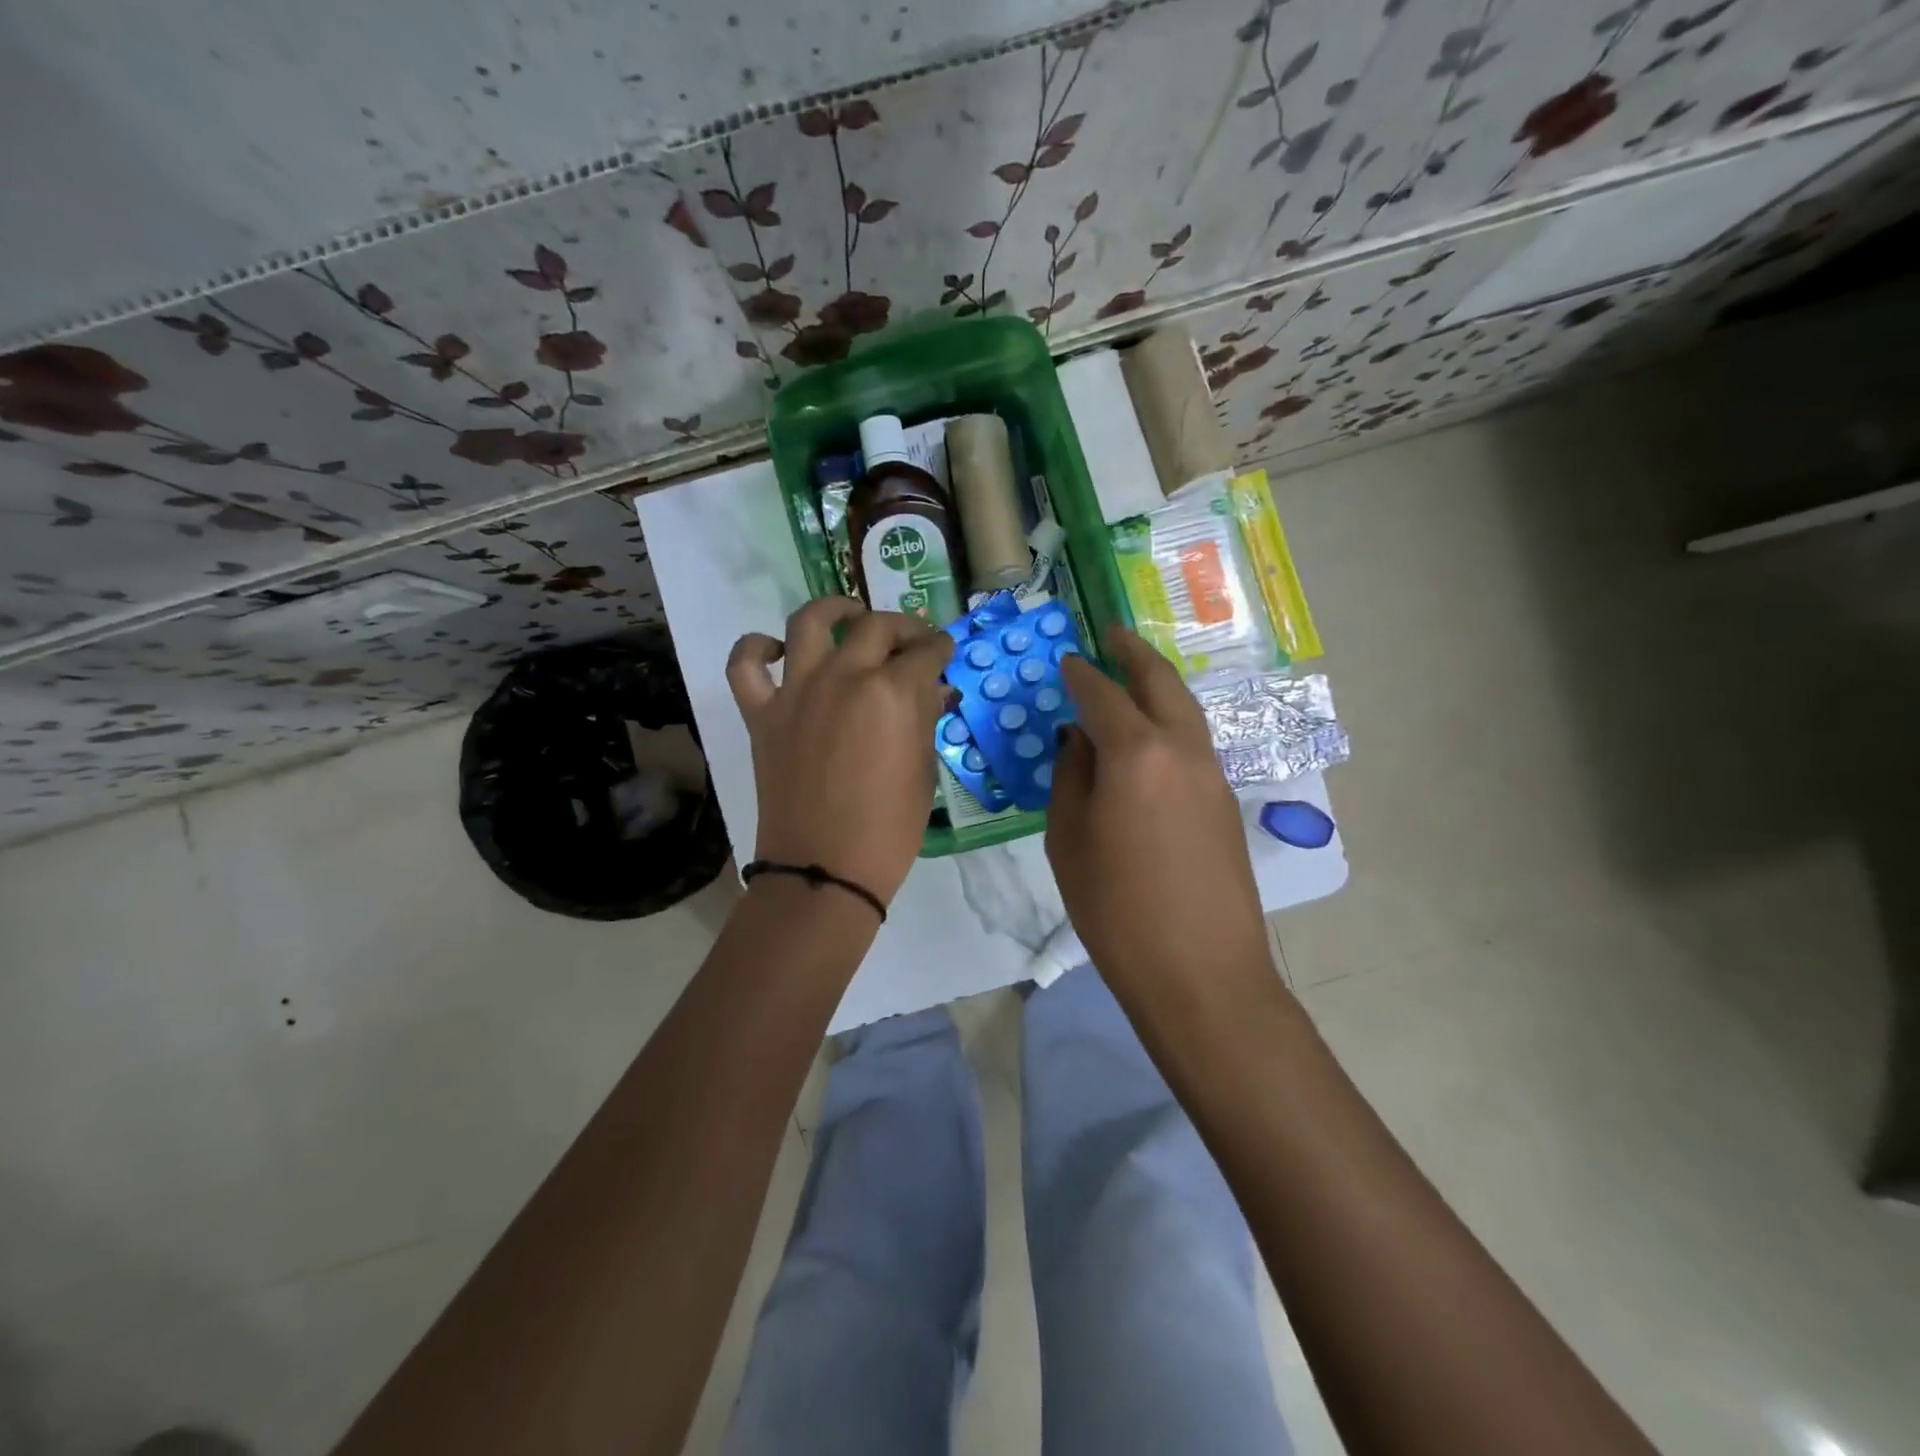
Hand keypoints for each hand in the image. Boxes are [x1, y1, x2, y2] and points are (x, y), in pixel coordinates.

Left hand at [727, 598, 952, 907]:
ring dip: (833, 608)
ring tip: (848, 613)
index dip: (940, 648)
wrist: (825, 868)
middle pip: (876, 626)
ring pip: (809, 622)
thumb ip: (924, 719)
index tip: (944, 651)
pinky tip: (779, 650)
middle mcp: (844, 675)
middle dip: (903, 626)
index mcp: (892, 691)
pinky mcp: (762, 713)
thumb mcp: (923, 770)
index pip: (925, 652)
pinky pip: (746, 664)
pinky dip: (757, 647)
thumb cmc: (889, 828)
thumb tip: (930, 690)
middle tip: (912, 639)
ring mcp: (797, 691)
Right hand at [1048, 626, 1270, 994]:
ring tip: (1134, 673)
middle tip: (1112, 634)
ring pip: (1185, 709)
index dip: (1081, 674)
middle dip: (1134, 653)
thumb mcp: (1069, 840)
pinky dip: (1171, 720)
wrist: (1200, 971)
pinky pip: (1194, 741)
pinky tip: (1152, 735)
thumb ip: (1071, 776)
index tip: (1066, 661)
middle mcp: (1182, 749)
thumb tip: (1078, 738)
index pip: (1102, 695)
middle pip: (1161, 682)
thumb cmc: (1116, 909)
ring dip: (1159, 684)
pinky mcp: (1226, 801)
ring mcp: (1213, 773)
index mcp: (1136, 753)